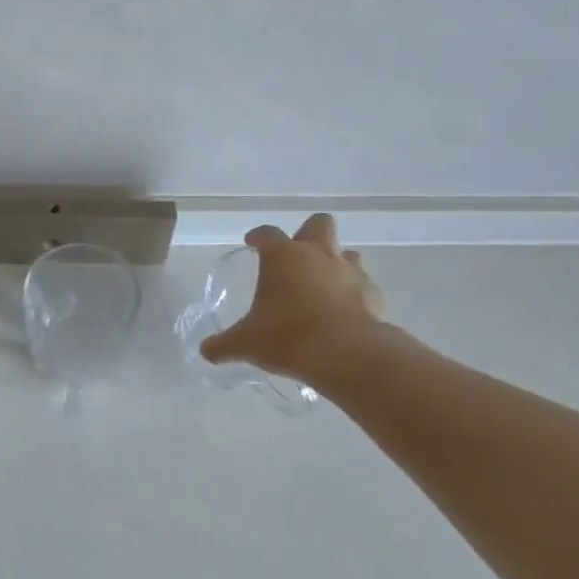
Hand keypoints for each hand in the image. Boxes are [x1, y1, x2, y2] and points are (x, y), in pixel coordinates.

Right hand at [199, 214, 383, 381]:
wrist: (345, 354)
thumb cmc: (287, 337)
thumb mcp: (245, 343)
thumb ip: (223, 345)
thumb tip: (206, 351)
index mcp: (282, 257)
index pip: (266, 233)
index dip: (257, 236)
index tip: (252, 242)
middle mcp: (317, 254)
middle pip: (318, 224)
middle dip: (307, 234)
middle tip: (296, 256)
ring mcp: (349, 271)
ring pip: (346, 252)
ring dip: (334, 263)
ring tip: (321, 286)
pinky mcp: (373, 293)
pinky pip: (363, 284)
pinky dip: (353, 293)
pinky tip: (343, 312)